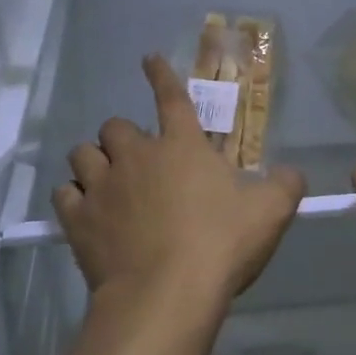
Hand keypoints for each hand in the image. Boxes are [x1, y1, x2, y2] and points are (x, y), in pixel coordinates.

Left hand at [53, 56, 306, 329]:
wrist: (165, 295)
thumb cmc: (220, 245)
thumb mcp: (270, 213)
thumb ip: (285, 185)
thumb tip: (292, 172)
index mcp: (182, 146)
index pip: (170, 97)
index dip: (160, 75)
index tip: (148, 59)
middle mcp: (136, 156)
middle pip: (115, 126)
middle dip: (123, 137)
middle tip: (137, 160)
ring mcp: (103, 186)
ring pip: (82, 154)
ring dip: (93, 161)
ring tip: (104, 179)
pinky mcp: (78, 219)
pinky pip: (64, 194)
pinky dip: (73, 197)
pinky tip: (82, 208)